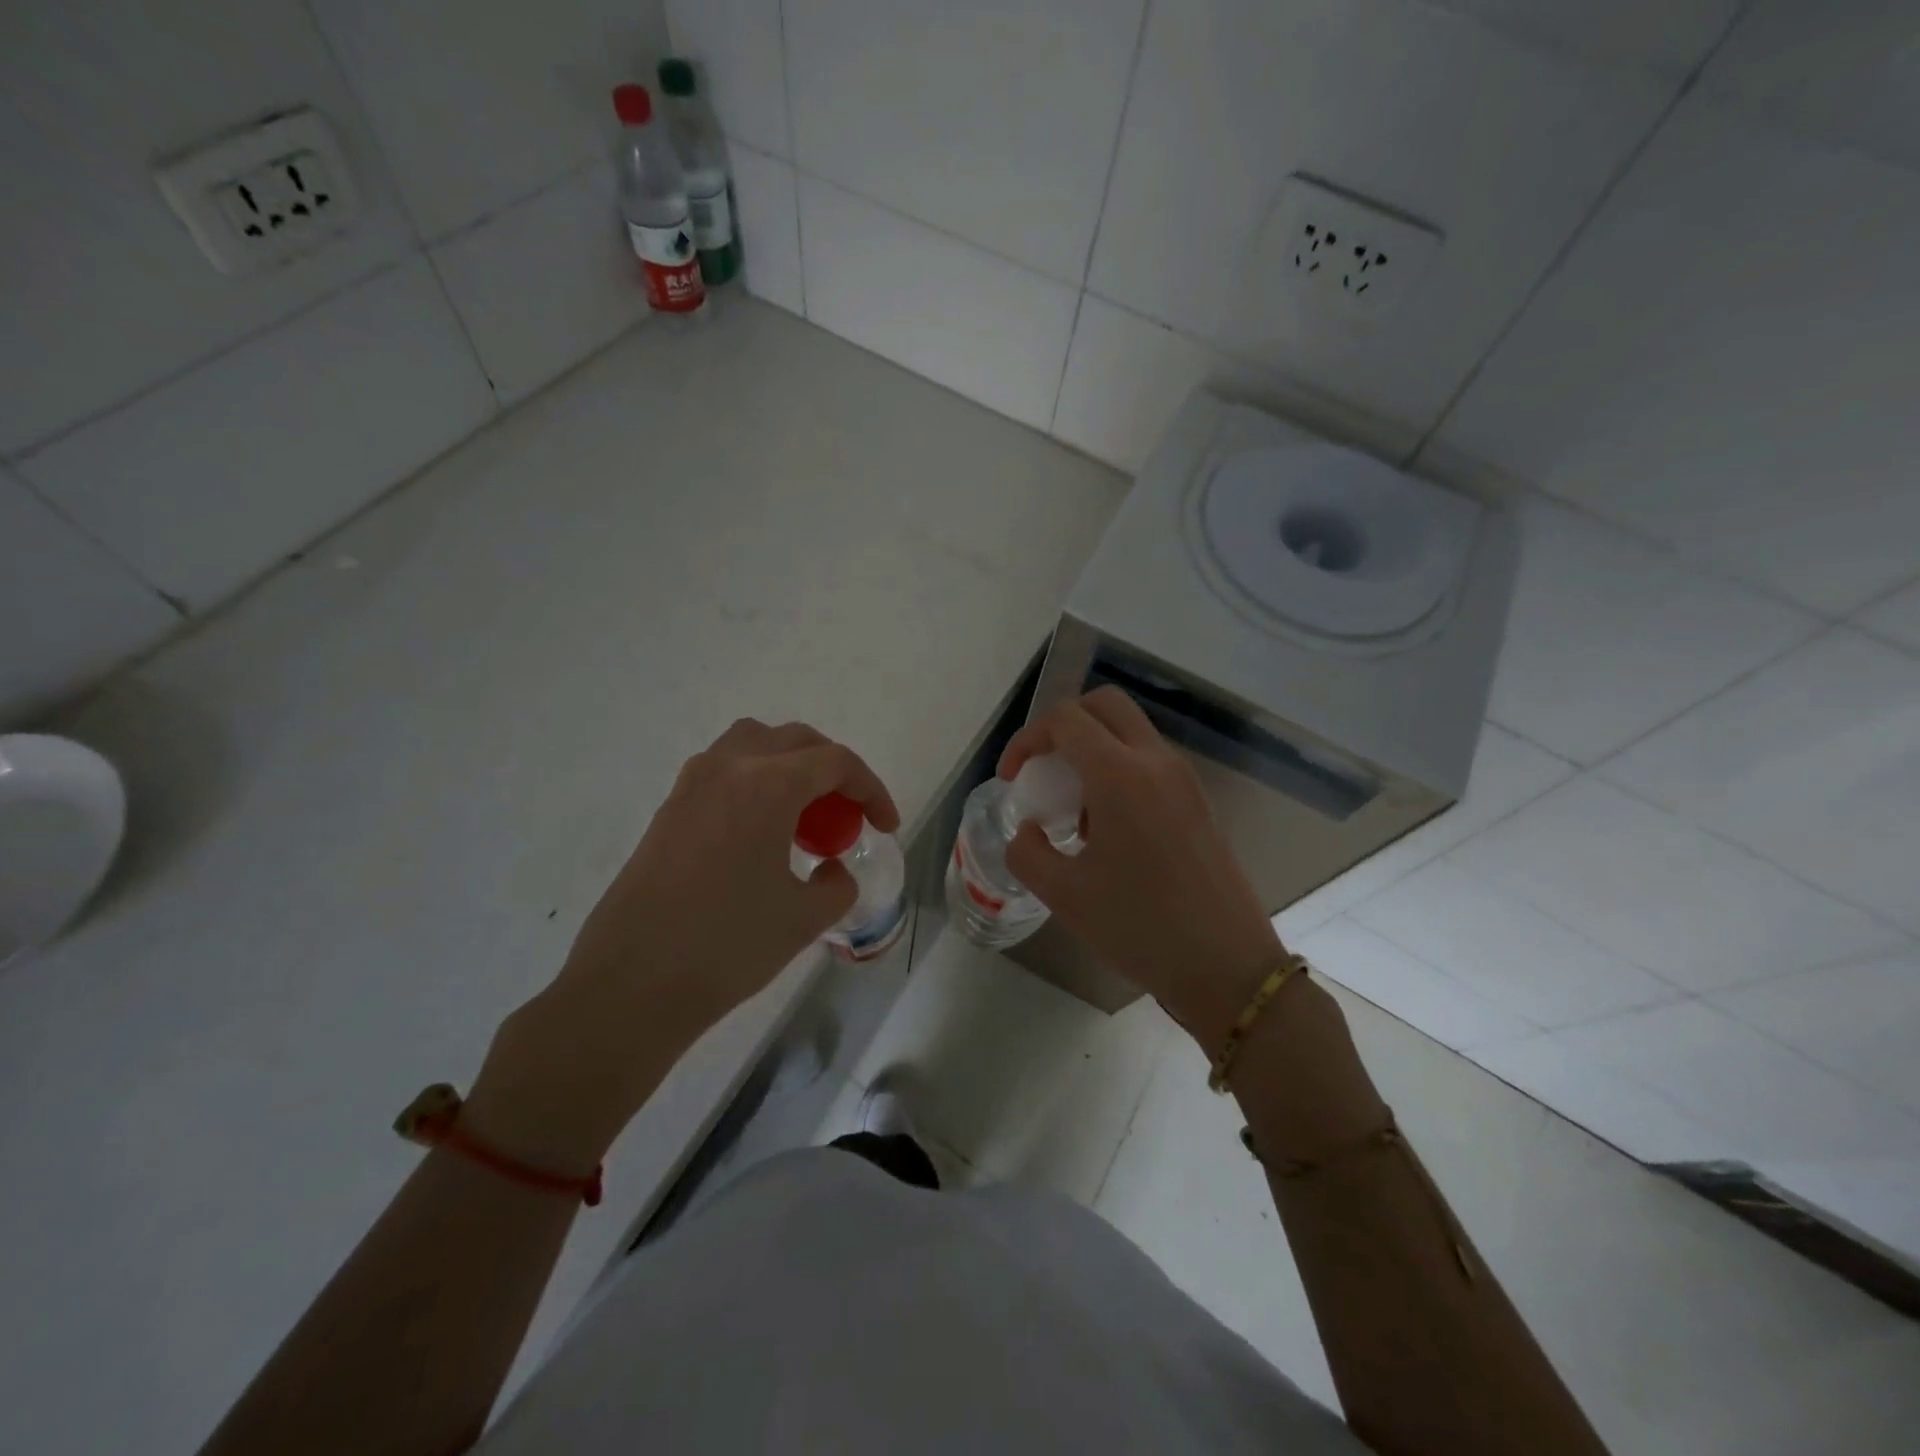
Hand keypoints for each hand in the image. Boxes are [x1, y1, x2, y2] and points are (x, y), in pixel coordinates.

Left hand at [468, 720, 896, 1167]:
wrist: (631, 984)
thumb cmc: (727, 946)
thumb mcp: (803, 918)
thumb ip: (836, 885)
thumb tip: (834, 870)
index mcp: (768, 785)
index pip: (836, 762)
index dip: (871, 789)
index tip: (886, 826)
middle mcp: (729, 768)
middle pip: (797, 740)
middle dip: (834, 770)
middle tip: (849, 814)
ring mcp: (691, 785)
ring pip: (753, 743)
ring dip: (789, 764)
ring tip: (803, 811)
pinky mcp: (669, 809)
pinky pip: (723, 770)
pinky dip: (755, 781)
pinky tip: (760, 831)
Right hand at [1000, 687, 1285, 1050]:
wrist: (1226, 967)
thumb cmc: (1140, 928)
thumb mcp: (1065, 895)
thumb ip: (1028, 853)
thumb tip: (1030, 833)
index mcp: (1120, 776)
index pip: (1066, 720)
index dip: (1027, 739)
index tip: (1013, 779)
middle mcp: (1156, 762)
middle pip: (1105, 705)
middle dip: (1063, 725)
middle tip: (1043, 770)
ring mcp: (1184, 779)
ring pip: (1130, 731)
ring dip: (1093, 748)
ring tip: (1073, 809)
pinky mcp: (1198, 801)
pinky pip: (1150, 761)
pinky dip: (1119, 769)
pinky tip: (1108, 828)